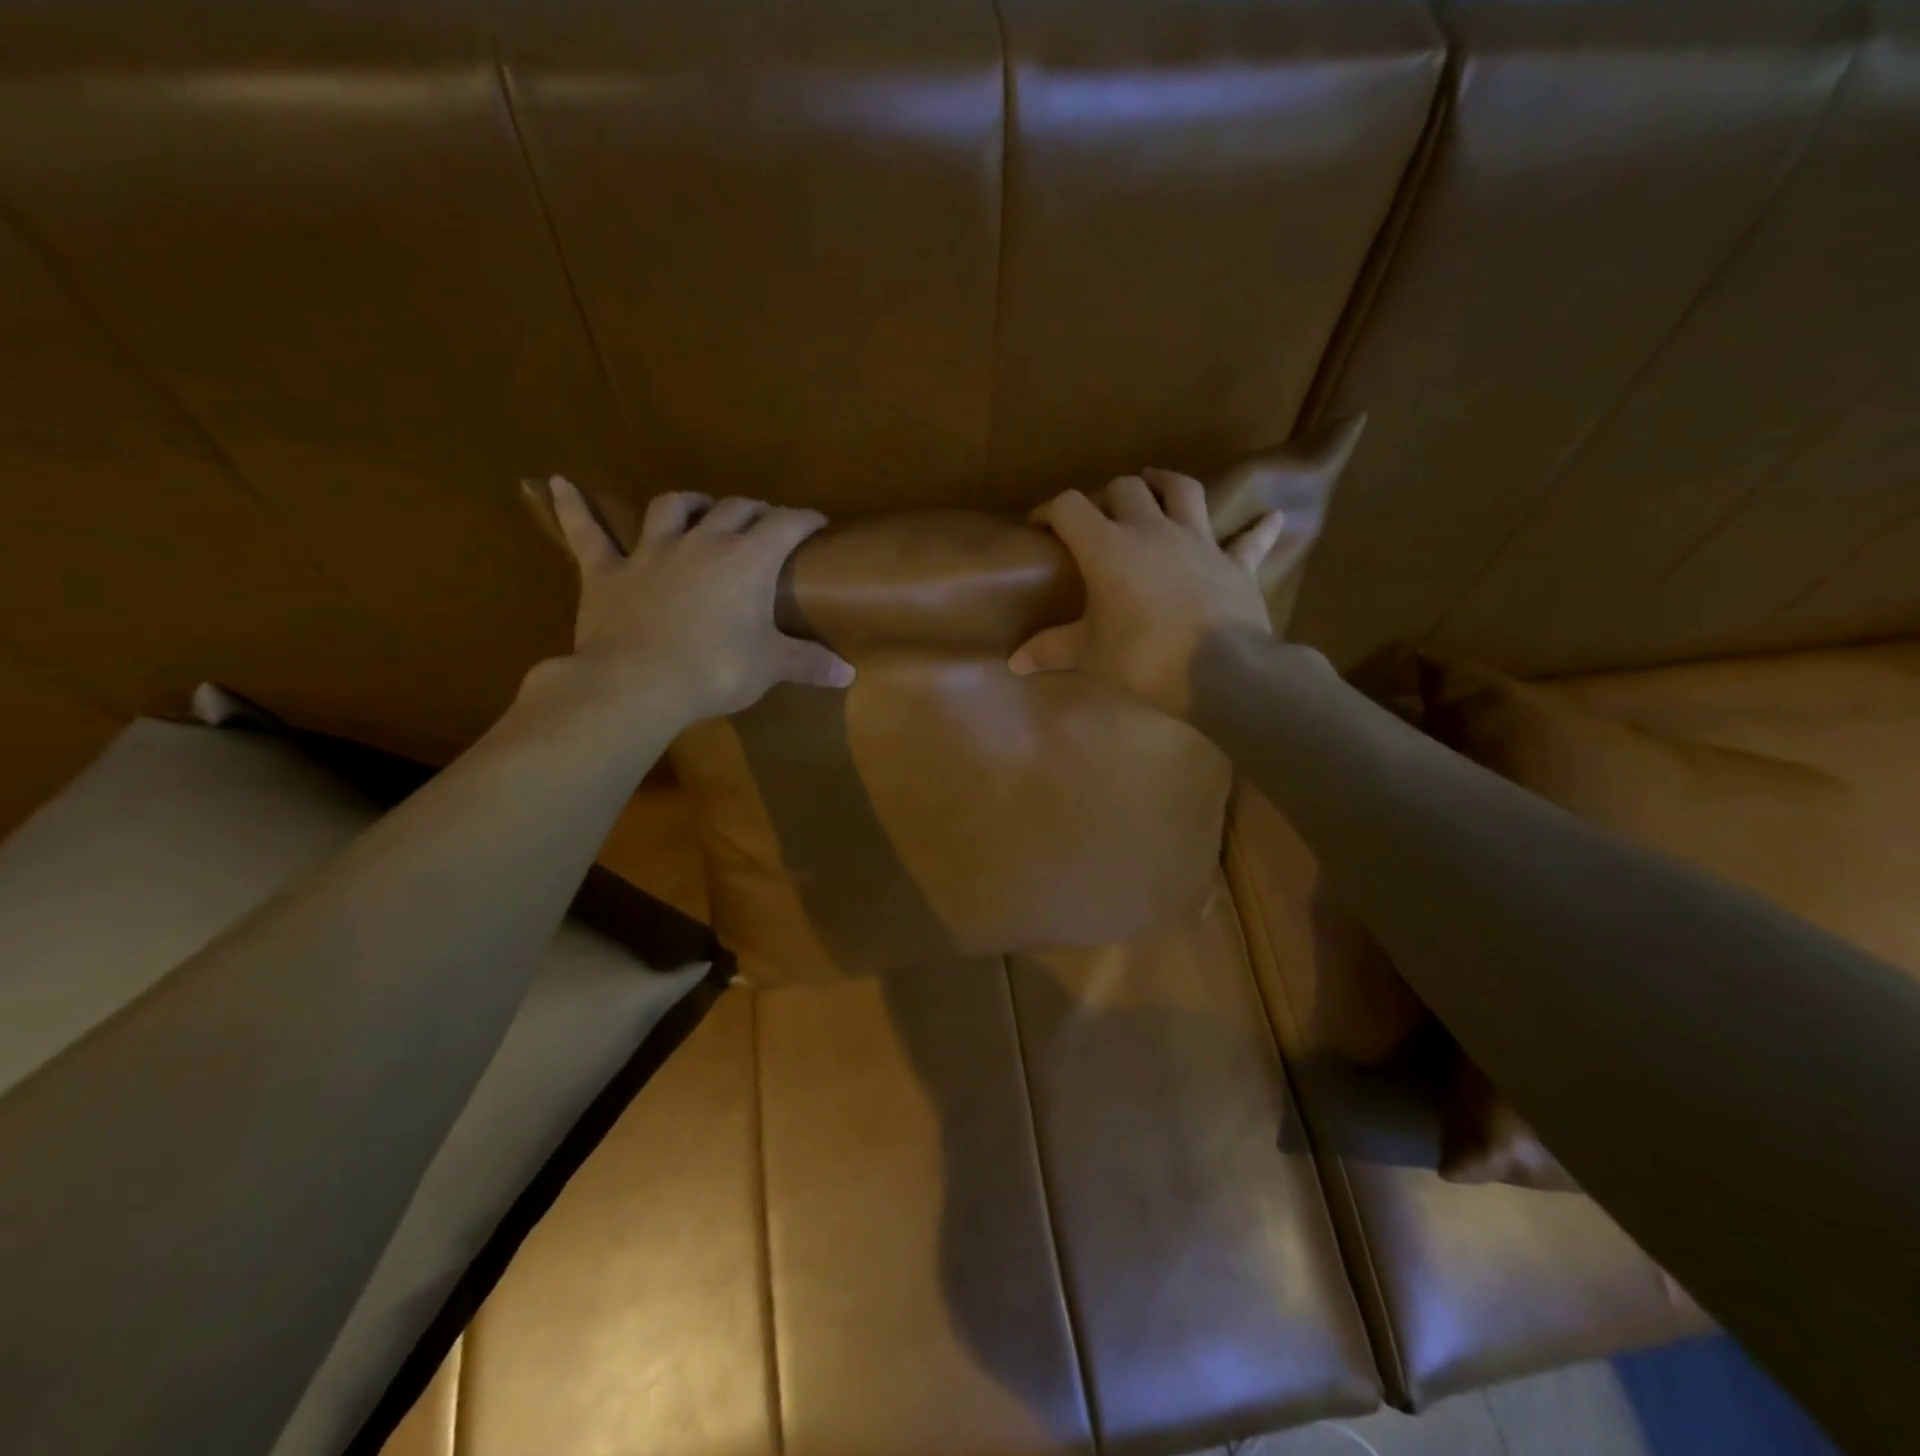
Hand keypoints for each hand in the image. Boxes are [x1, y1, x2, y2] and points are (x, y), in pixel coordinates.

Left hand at [540, 477, 853, 724]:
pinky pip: (587, 533)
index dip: (804, 519)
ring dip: (691, 503)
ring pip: (672, 507)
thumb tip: (849, 674)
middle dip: (755, 510)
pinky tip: (560, 484)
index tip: (817, 522)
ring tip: (700, 508)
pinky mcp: (607, 571)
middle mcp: (702, 542)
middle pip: (734, 509)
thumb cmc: (715, 670)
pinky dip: (574, 509)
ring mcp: (650, 551)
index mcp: (747, 560)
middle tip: (766, 522)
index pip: (785, 525)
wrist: (639, 684)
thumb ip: (809, 663)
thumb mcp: (770, 667)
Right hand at [1009, 470, 1286, 717]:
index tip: (1039, 525)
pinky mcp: (1235, 562)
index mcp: (1108, 547)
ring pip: (1182, 490)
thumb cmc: (1144, 658)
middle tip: (1098, 517)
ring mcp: (1199, 541)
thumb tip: (1014, 663)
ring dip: (1165, 482)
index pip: (1070, 508)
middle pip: (1125, 489)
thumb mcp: (1090, 656)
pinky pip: (1248, 539)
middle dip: (1106, 496)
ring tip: (1154, 482)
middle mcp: (1152, 530)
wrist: (1220, 671)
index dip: (1049, 509)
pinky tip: (1270, 517)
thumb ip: (1051, 651)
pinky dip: (1256, 529)